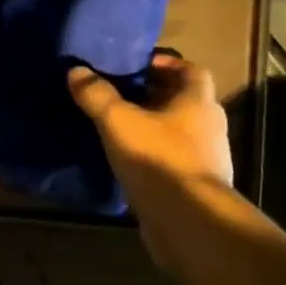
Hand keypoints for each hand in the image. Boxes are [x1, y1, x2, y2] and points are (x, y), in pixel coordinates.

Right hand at [69, 54, 232, 265]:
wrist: (187, 220)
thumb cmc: (157, 158)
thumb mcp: (118, 121)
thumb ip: (97, 95)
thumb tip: (76, 71)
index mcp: (198, 103)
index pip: (192, 70)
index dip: (167, 64)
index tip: (138, 66)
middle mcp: (209, 127)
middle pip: (184, 101)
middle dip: (154, 95)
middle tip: (120, 94)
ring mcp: (206, 160)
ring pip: (178, 133)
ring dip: (153, 127)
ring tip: (118, 128)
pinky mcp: (194, 187)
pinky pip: (172, 161)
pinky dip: (153, 156)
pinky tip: (127, 161)